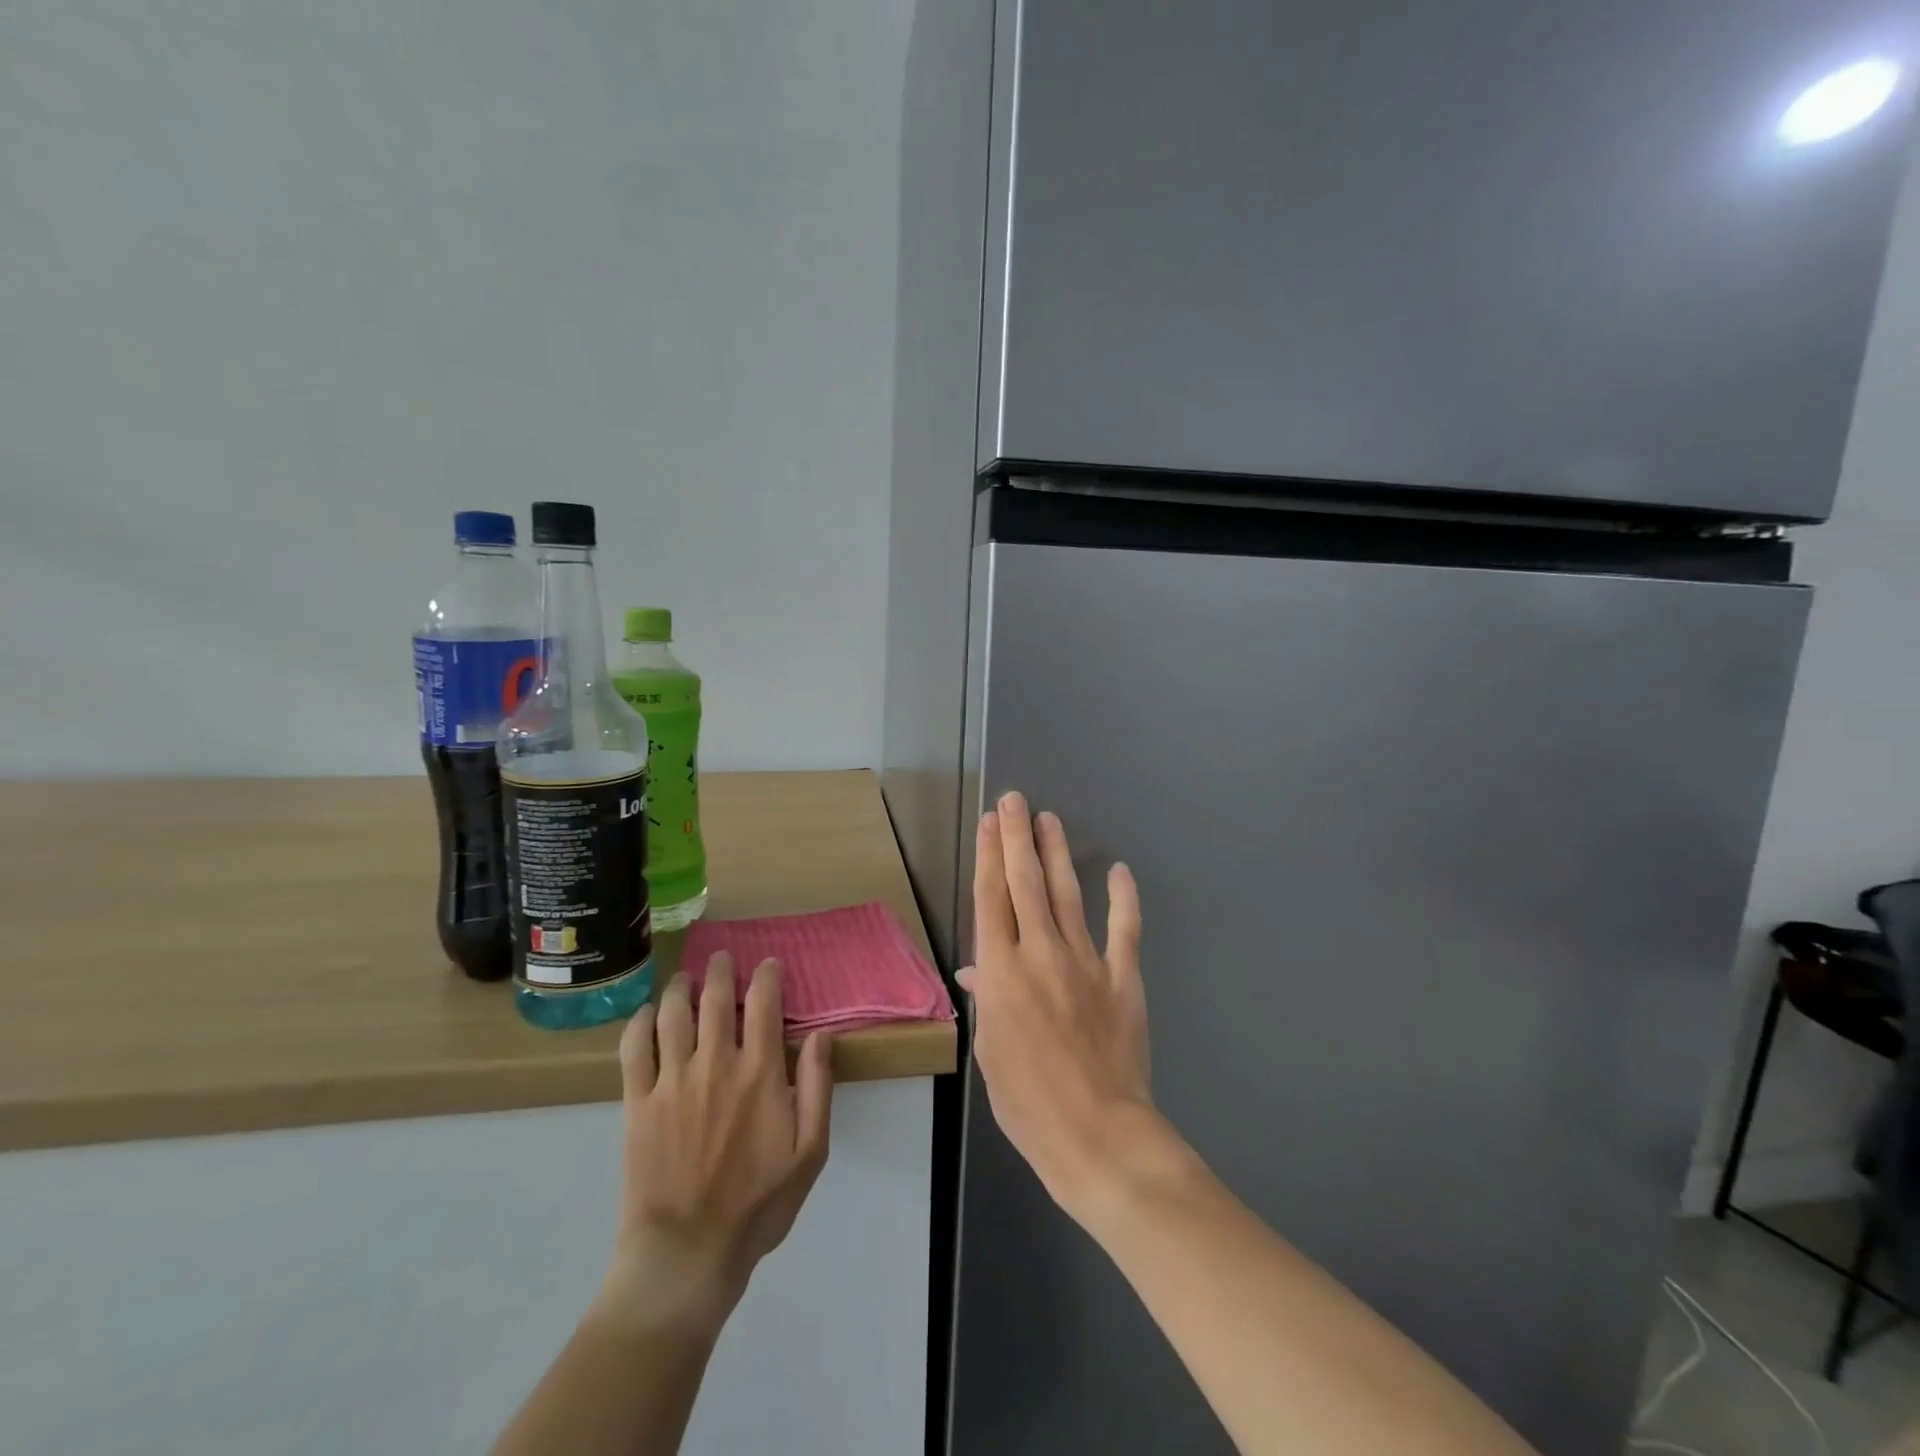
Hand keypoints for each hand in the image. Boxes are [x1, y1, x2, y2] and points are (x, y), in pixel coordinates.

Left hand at [601, 955, 833, 1331]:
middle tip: (721, 958)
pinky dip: (639, 1022)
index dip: (766, 975)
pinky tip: (646, 1014)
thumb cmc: (756, 1206)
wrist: (685, 1255)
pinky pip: (633, 1048)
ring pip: (672, 1013)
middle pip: (715, 998)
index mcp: (759, 1073)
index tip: (768, 964)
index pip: (764, 1003)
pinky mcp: (637, 1103)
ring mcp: (671, 1081)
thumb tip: (823, 1034)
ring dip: (679, 987)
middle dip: (720, 970)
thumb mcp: (810, 1153)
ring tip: (684, 979)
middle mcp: (715, 1064)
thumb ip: (818, 1087)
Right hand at [959, 792, 1170, 1225]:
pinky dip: (1123, 898)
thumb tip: (978, 969)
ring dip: (1057, 854)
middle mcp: (1041, 954)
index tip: (989, 822)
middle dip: (1017, 838)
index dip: (989, 856)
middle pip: (1026, 884)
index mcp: (1002, 972)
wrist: (1097, 1134)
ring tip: (1049, 820)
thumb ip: (987, 1000)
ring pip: (1068, 895)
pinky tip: (1118, 870)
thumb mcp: (990, 1052)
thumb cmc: (1028, 1102)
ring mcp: (1086, 962)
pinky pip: (1124, 929)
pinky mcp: (1123, 978)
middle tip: (1016, 801)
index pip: (992, 899)